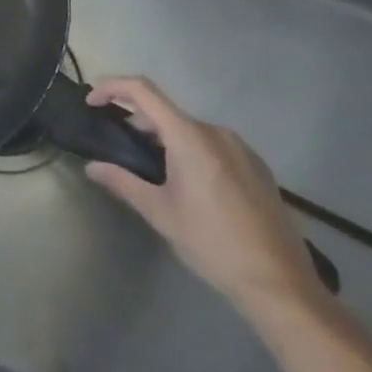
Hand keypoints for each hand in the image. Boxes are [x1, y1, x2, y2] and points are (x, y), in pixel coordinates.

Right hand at [84, 76, 326, 317]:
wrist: (280, 283)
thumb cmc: (212, 244)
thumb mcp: (160, 213)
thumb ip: (123, 183)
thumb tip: (92, 167)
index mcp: (189, 137)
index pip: (142, 91)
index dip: (112, 88)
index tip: (91, 102)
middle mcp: (216, 132)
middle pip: (166, 112)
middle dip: (136, 122)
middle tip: (118, 148)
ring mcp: (241, 148)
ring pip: (190, 129)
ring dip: (164, 138)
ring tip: (152, 170)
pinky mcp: (257, 166)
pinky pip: (213, 144)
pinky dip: (190, 150)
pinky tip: (189, 185)